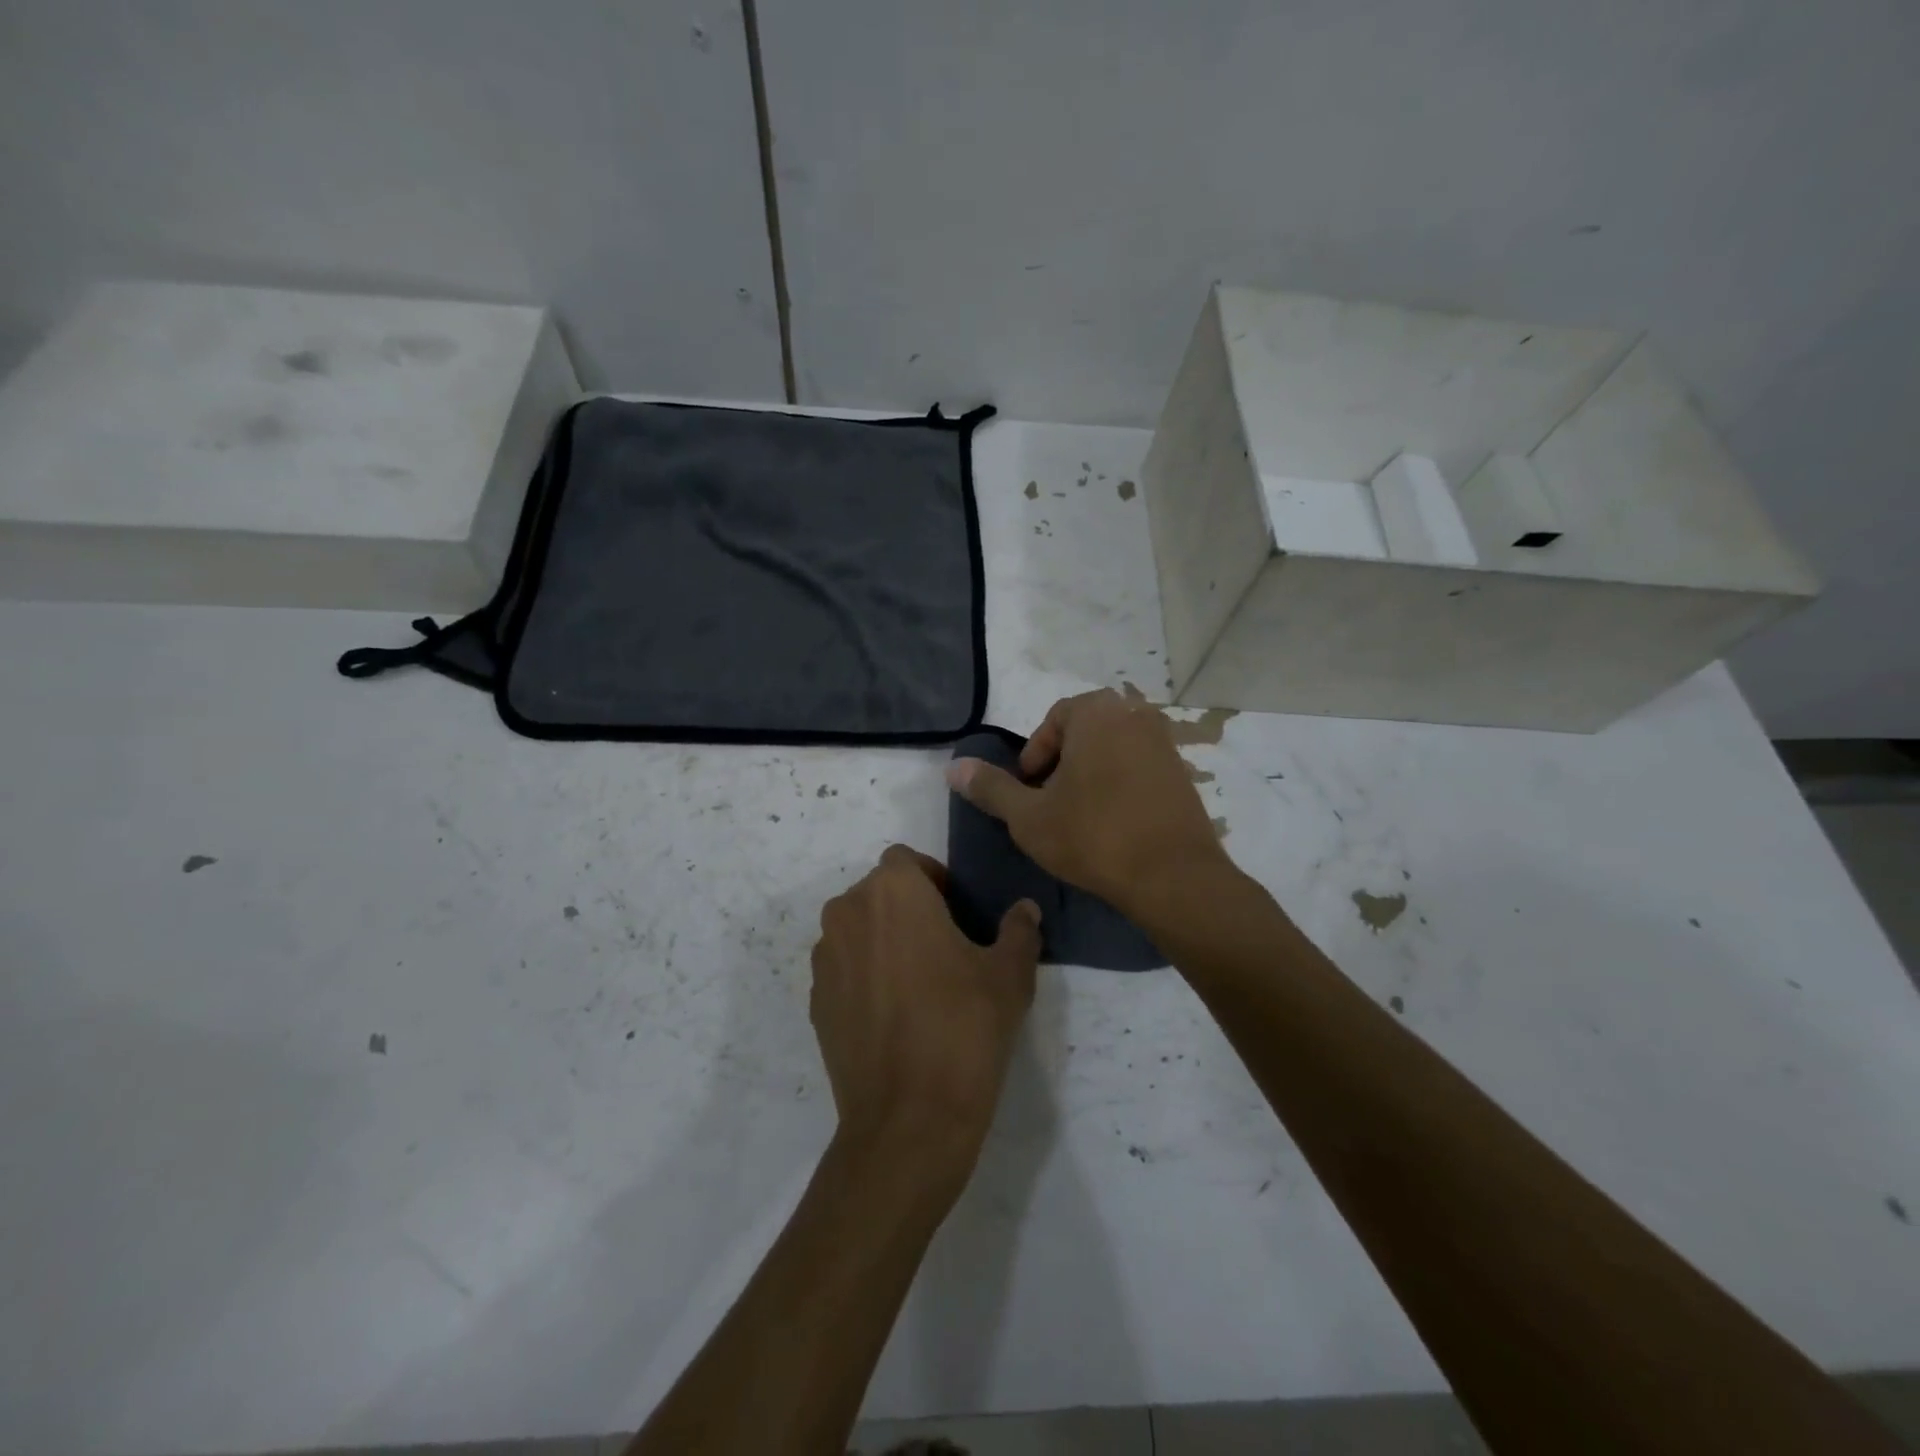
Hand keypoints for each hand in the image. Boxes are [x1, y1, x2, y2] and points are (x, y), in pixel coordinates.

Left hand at [810, 845, 1041, 1183]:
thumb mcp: (1009, 975)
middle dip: (909, 909)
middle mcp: (847, 913)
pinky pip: (844, 970)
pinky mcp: (815, 1001)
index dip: (933, 879)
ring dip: (884, 941)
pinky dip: (865, 977)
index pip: (907, 860)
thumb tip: (1025, 910)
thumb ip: (1019, 930)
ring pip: (858, 930)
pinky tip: (894, 1017)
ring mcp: (825, 959)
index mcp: (892, 892)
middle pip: (879, 893)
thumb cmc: (965, 1027)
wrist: (909, 1118)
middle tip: (946, 949)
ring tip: (919, 985)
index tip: (958, 914)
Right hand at [945, 689, 1230, 916]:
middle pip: (1084, 732)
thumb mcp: (1029, 816)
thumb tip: (954, 768)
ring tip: (1079, 816)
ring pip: (1112, 750)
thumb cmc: (1093, 836)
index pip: (1054, 720)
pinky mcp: (1183, 773)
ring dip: (1090, 774)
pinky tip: (1113, 823)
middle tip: (1049, 802)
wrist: (1173, 877)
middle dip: (1062, 764)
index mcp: (1097, 713)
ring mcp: (1165, 743)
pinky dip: (1120, 785)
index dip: (1034, 756)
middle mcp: (1135, 715)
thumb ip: (991, 787)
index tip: (1029, 790)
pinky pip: (1139, 768)